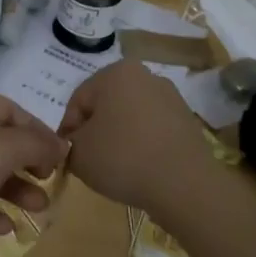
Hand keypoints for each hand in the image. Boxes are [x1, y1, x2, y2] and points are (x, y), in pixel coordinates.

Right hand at [60, 59, 214, 217]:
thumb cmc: (123, 158)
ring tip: (117, 167)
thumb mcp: (79, 154)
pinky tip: (141, 168)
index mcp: (115, 72)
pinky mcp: (187, 120)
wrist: (184, 184)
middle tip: (90, 160)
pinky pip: (153, 129)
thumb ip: (69, 144)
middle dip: (96, 130)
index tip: (68, 154)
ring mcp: (170, 96)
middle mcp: (144, 75)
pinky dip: (143, 144)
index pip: (79, 100)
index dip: (69, 129)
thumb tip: (76, 143)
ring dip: (120, 136)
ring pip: (131, 116)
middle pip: (107, 104)